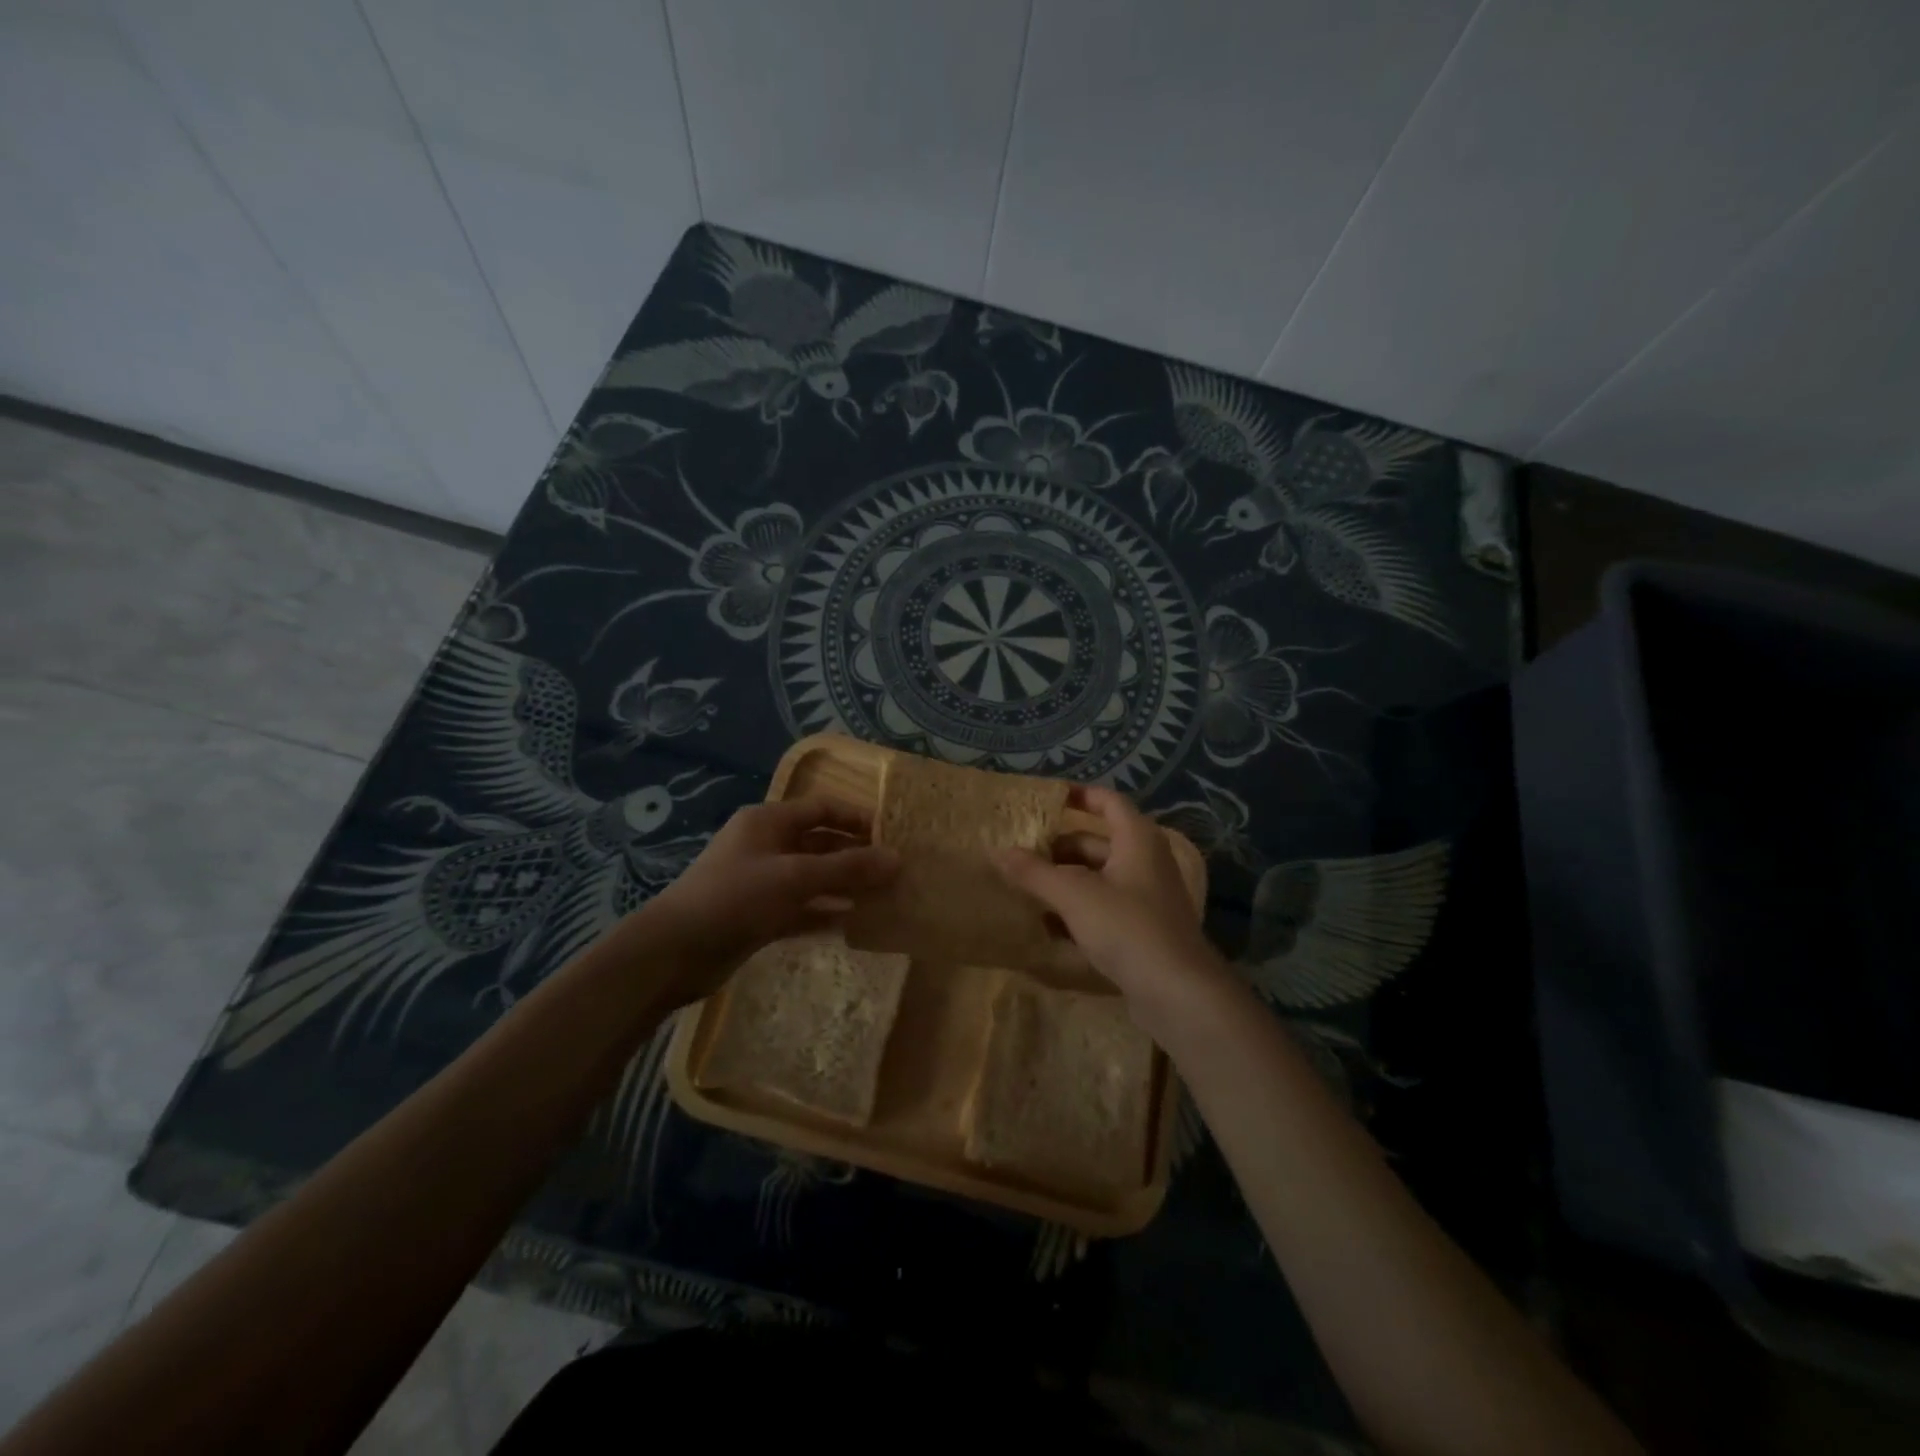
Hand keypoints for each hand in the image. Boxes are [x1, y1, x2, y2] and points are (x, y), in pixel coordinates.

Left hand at [643, 798, 898, 999]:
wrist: (674, 952)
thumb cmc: (735, 898)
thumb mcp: (795, 877)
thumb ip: (847, 868)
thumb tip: (897, 859)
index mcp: (768, 821)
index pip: (822, 808)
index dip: (857, 819)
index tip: (892, 836)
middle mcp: (766, 846)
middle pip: (819, 843)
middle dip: (855, 855)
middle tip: (894, 872)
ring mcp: (761, 882)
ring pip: (812, 878)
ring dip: (844, 886)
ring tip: (883, 897)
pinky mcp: (758, 916)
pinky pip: (801, 908)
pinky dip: (824, 913)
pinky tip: (853, 923)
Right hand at [995, 785, 1231, 1032]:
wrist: (1178, 992)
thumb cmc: (1127, 927)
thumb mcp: (1074, 895)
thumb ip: (1035, 873)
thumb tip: (1000, 852)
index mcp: (1138, 840)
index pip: (1108, 801)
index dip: (1079, 795)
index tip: (1045, 799)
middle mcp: (1146, 861)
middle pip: (1098, 842)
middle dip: (1060, 847)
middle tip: (1022, 851)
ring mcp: (1147, 897)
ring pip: (1099, 877)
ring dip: (1066, 880)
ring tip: (1026, 886)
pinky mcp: (1144, 929)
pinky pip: (1105, 906)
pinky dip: (1079, 908)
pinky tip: (1049, 924)